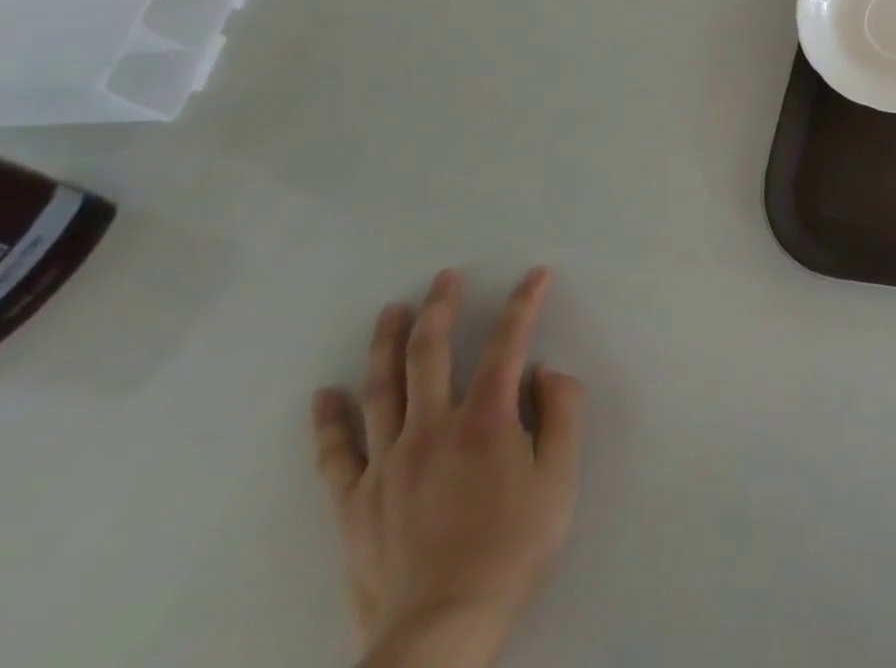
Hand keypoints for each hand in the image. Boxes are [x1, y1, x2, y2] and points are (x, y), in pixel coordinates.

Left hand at [311, 268, 584, 667]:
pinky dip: (329, 420)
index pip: (508, 343)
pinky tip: (324, 395)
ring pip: (382, 389)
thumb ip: (562, 414)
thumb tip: (546, 372)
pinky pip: (335, 453)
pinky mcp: (354, 502)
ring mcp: (386, 465)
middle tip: (445, 276)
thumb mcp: (560, 479)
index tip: (535, 275)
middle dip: (442, 307)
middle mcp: (432, 429)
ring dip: (388, 343)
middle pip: (431, 354)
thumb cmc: (513, 548)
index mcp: (486, 421)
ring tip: (391, 310)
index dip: (524, 304)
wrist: (442, 630)